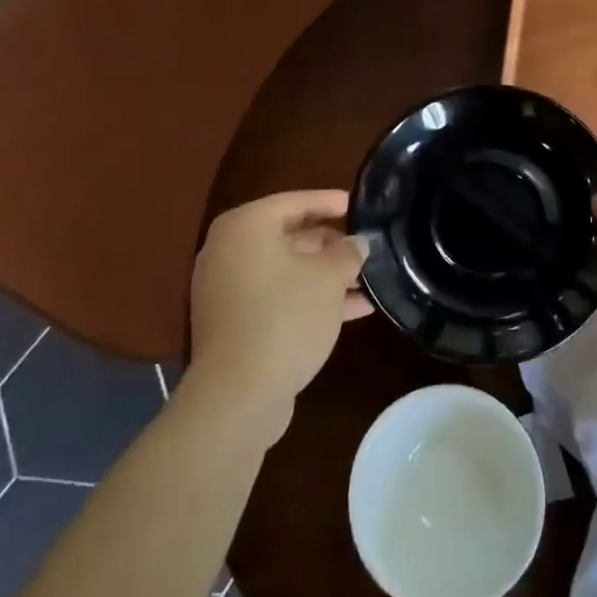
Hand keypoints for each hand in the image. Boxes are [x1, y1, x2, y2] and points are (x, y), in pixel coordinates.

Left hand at [188, 190, 369, 430]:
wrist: (238, 395)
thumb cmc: (285, 318)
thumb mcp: (328, 278)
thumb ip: (347, 252)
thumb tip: (357, 242)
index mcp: (245, 227)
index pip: (295, 201)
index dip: (331, 202)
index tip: (361, 205)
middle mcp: (229, 251)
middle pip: (289, 235)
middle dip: (331, 244)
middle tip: (366, 246)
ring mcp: (227, 289)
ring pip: (287, 271)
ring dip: (326, 275)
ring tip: (368, 280)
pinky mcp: (234, 323)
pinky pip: (278, 297)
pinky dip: (309, 298)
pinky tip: (353, 310)